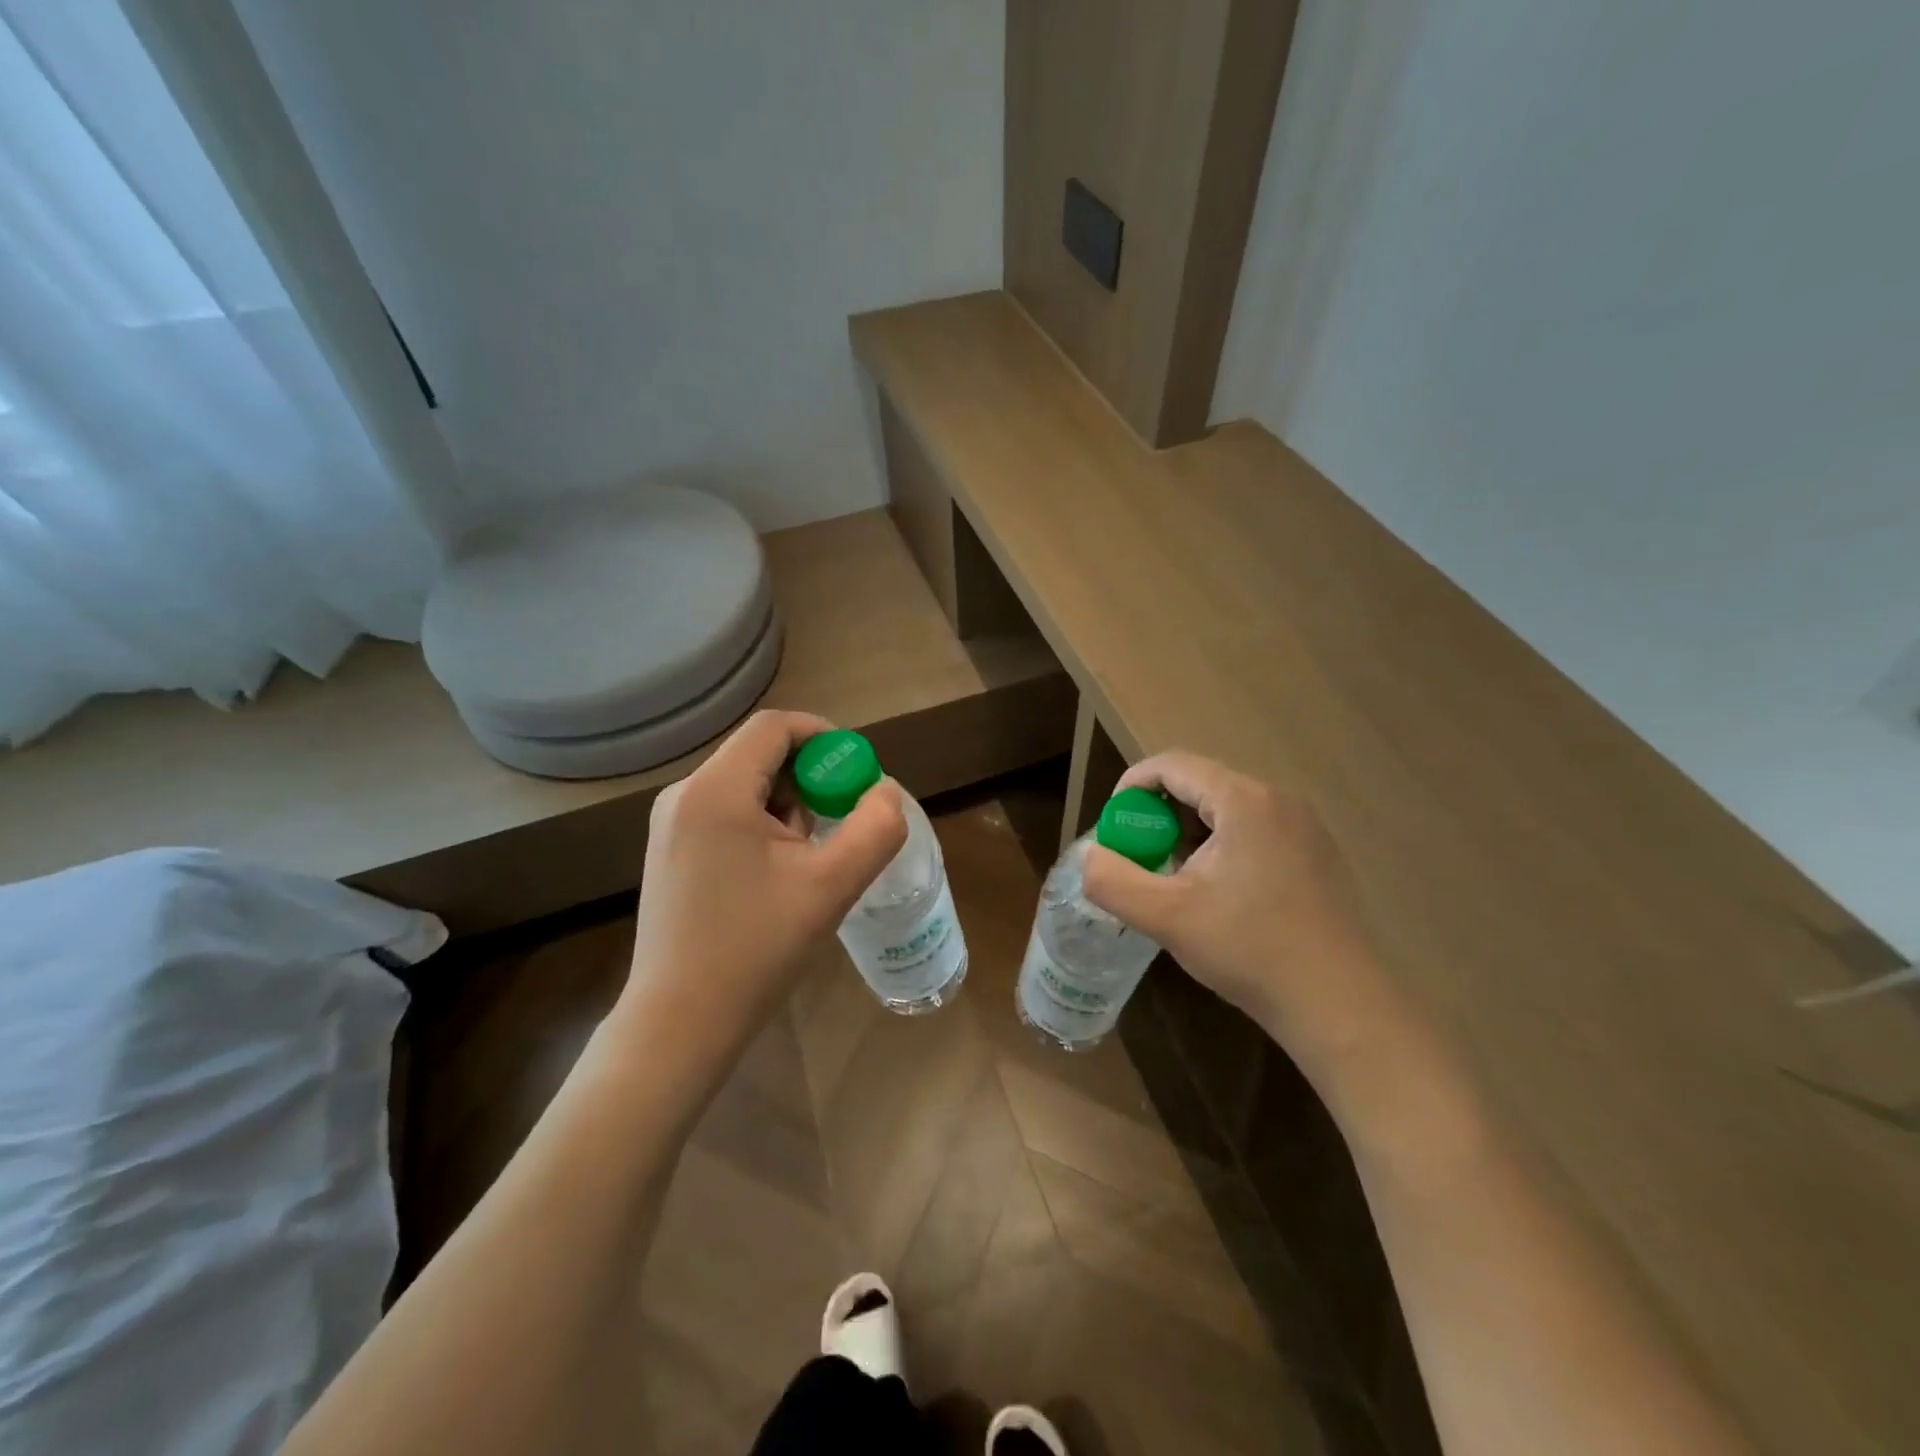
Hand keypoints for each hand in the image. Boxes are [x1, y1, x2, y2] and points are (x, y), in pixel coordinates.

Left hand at [612, 711, 906, 1065]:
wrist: (680, 1023)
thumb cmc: (755, 949)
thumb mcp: (832, 886)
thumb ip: (875, 828)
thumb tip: (884, 790)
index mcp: (715, 790)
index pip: (775, 726)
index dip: (825, 737)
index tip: (857, 775)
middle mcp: (684, 794)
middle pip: (760, 755)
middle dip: (811, 779)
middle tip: (841, 823)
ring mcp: (670, 825)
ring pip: (746, 786)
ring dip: (789, 807)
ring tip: (809, 861)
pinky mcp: (670, 851)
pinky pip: (727, 813)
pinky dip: (763, 826)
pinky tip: (777, 876)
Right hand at [1081, 751, 1406, 1076]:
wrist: (1339, 1005)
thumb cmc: (1250, 951)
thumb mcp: (1166, 917)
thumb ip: (1113, 881)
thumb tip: (1091, 856)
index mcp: (1244, 801)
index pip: (1172, 765)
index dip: (1132, 788)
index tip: (1115, 829)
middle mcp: (1278, 800)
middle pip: (1200, 785)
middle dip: (1159, 816)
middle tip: (1141, 859)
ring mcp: (1303, 827)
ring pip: (1226, 809)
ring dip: (1188, 834)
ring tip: (1175, 880)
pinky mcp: (1315, 855)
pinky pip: (1254, 830)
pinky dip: (1221, 847)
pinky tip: (1218, 895)